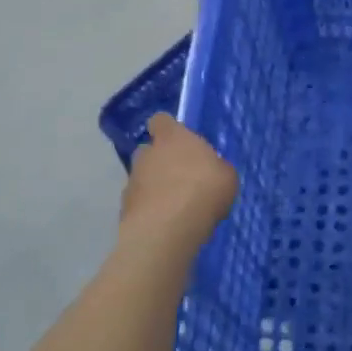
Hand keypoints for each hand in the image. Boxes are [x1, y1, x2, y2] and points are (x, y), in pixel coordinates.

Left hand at [121, 115, 237, 250]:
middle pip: (149, 151)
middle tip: (181, 178)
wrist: (168, 229)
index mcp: (173, 137)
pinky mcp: (125, 208)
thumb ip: (214, 168)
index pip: (161, 121)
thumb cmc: (204, 191)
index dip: (168, 129)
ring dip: (154, 187)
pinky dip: (150, 210)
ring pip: (142, 178)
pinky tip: (166, 224)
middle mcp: (147, 154)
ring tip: (175, 207)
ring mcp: (132, 181)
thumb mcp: (226, 176)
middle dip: (161, 161)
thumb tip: (210, 171)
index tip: (178, 140)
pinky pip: (140, 203)